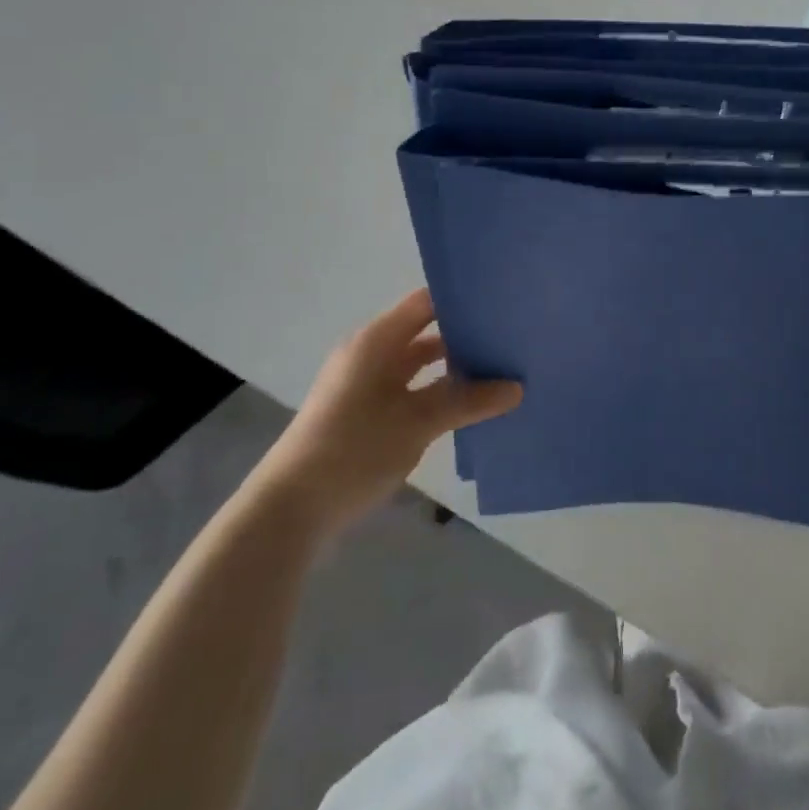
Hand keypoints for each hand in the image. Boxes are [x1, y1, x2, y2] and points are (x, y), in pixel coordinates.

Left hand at [255, 289, 521, 534]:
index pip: (427, 303)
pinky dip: (439, 394)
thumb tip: (517, 388)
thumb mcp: (419, 423)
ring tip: (501, 372)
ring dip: (455, 370)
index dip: (462, 300)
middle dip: (466, 338)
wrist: (290, 508)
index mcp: (377, 341)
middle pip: (426, 333)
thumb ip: (469, 401)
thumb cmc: (354, 449)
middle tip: (511, 340)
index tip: (503, 304)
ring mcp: (367, 385)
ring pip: (421, 366)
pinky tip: (471, 407)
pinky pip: (412, 391)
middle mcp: (371, 354)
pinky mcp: (367, 414)